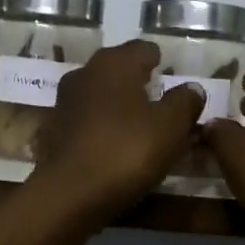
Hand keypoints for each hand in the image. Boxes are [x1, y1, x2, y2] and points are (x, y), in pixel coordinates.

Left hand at [31, 40, 203, 222]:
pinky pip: (87, 123)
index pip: (143, 49)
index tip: (172, 77)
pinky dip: (103, 129)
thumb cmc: (126, 150)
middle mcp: (84, 74)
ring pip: (101, 97)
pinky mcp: (53, 133)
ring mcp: (64, 104)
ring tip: (141, 128)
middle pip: (118, 71)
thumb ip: (185, 102)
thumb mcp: (171, 126)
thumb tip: (191, 88)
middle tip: (161, 103)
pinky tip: (115, 148)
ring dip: (120, 108)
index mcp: (114, 63)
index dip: (160, 61)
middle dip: (139, 84)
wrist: (69, 195)